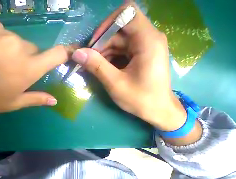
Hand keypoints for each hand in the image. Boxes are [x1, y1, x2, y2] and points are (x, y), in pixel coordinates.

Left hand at [0, 18, 69, 135]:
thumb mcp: (13, 103)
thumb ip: (36, 99)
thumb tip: (54, 101)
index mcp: (28, 68)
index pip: (56, 55)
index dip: (65, 53)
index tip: (69, 53)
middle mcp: (18, 46)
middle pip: (32, 49)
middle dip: (27, 59)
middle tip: (12, 71)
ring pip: (13, 40)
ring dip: (9, 50)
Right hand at [71, 2, 201, 144]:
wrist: (158, 110)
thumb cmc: (139, 99)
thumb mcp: (115, 83)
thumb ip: (96, 66)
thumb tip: (77, 53)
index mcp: (148, 40)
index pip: (127, 12)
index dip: (106, 25)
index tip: (93, 44)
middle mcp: (150, 37)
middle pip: (121, 28)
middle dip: (102, 43)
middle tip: (89, 61)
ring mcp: (147, 45)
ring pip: (121, 39)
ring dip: (105, 52)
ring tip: (94, 67)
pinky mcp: (143, 53)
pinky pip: (124, 48)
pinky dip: (112, 57)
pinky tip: (104, 68)